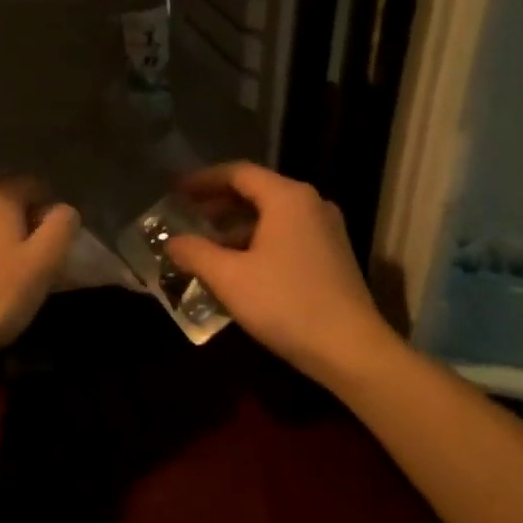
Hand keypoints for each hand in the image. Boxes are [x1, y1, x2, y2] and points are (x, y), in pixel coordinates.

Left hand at [0, 180, 79, 365]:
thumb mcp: (44, 263)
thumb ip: (61, 227)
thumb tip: (64, 210)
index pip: (34, 184)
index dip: (51, 209)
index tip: (58, 242)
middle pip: (6, 198)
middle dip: (25, 220)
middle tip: (37, 256)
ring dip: (0, 235)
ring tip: (10, 269)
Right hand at [163, 162, 396, 384]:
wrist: (351, 349)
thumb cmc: (286, 304)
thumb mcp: (230, 278)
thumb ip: (196, 253)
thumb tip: (172, 242)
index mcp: (287, 198)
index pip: (238, 173)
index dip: (203, 180)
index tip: (177, 191)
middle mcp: (311, 204)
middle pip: (258, 190)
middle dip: (219, 202)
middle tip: (188, 214)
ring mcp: (327, 229)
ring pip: (274, 215)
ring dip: (238, 225)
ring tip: (208, 243)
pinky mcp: (334, 255)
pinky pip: (288, 234)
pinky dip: (260, 240)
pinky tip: (240, 265)